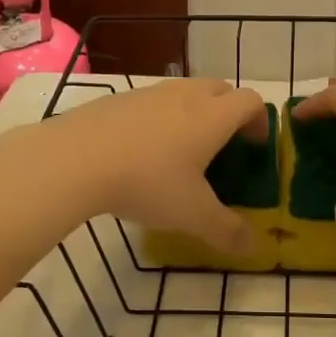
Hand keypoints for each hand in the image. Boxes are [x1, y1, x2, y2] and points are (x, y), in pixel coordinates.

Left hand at [30, 79, 268, 251]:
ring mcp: (149, 93)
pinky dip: (159, 118)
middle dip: (229, 112)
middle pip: (220, 89)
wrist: (75, 159)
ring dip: (194, 112)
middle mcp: (185, 95)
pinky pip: (151, 102)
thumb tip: (252, 247)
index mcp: (212, 116)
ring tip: (181, 149)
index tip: (255, 146)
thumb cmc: (147, 182)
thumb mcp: (192, 215)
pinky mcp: (118, 99)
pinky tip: (141, 150)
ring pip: (184, 92)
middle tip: (223, 145)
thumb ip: (226, 231)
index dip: (260, 121)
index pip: (251, 101)